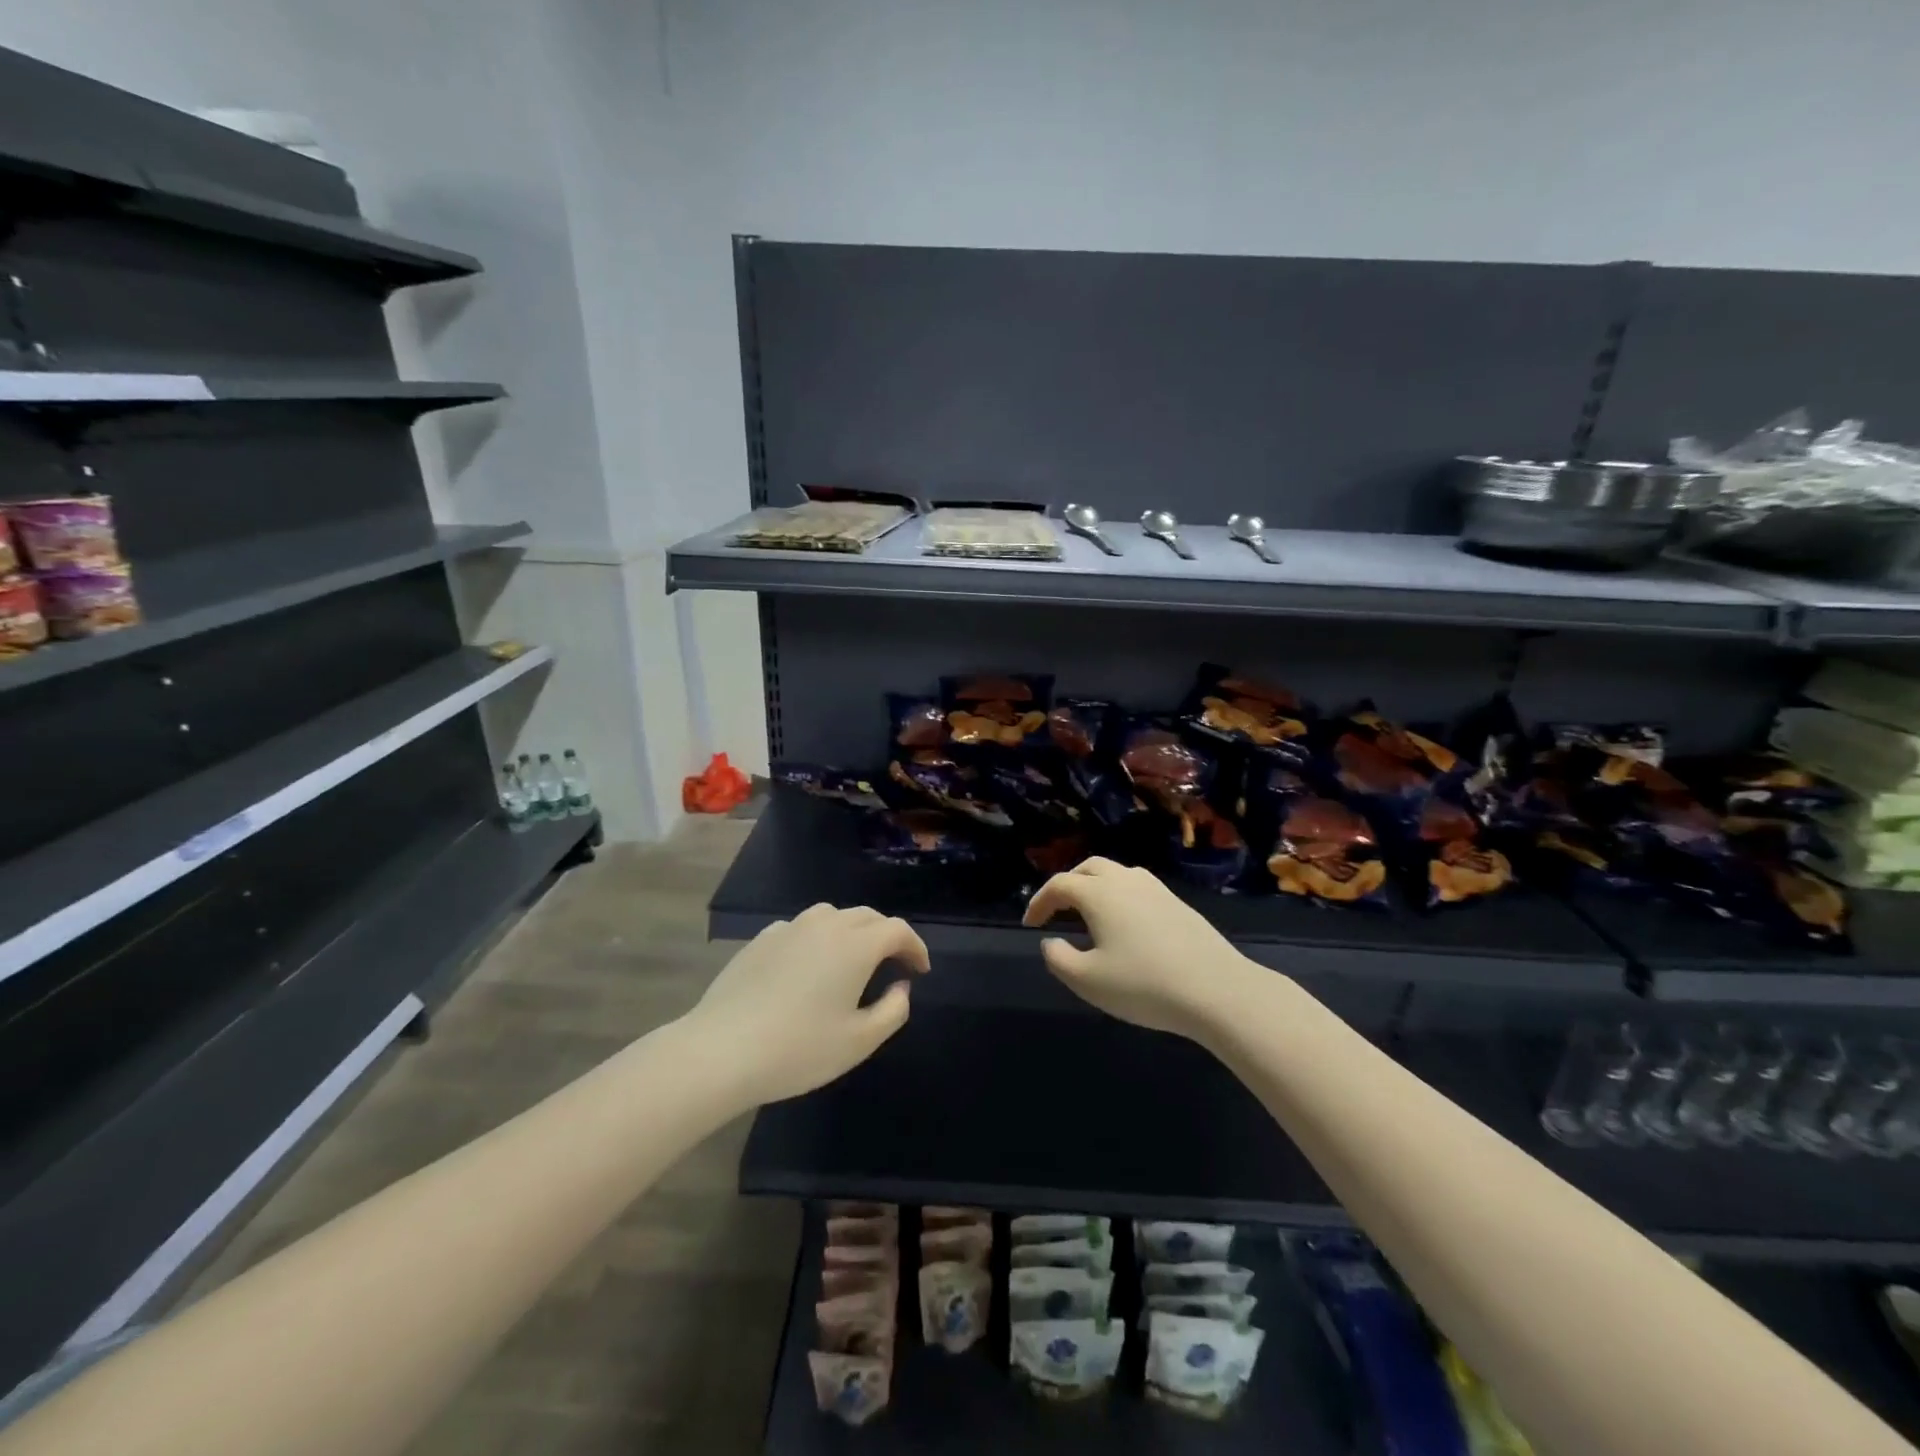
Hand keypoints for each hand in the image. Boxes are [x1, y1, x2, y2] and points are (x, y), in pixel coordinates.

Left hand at [686, 903, 928, 1105]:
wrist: (721, 1050)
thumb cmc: (799, 1049)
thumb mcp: (859, 1041)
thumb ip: (892, 1010)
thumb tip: (900, 986)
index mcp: (856, 945)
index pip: (897, 930)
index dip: (915, 947)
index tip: (920, 971)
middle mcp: (825, 925)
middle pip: (866, 917)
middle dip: (886, 936)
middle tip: (893, 965)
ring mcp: (789, 928)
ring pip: (832, 917)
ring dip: (851, 932)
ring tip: (852, 961)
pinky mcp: (761, 939)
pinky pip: (801, 929)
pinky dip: (816, 940)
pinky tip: (808, 966)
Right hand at [1023, 859, 1256, 1039]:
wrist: (1217, 990)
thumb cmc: (1144, 985)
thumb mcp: (1088, 980)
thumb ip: (1058, 958)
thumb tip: (1052, 941)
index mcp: (1099, 893)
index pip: (1059, 885)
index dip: (1039, 902)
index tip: (1031, 924)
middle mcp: (1125, 880)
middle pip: (1088, 869)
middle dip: (1067, 885)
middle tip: (1057, 911)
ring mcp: (1156, 889)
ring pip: (1116, 874)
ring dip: (1095, 887)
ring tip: (1089, 915)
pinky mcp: (1178, 903)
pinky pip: (1137, 887)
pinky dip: (1120, 896)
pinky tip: (1125, 925)